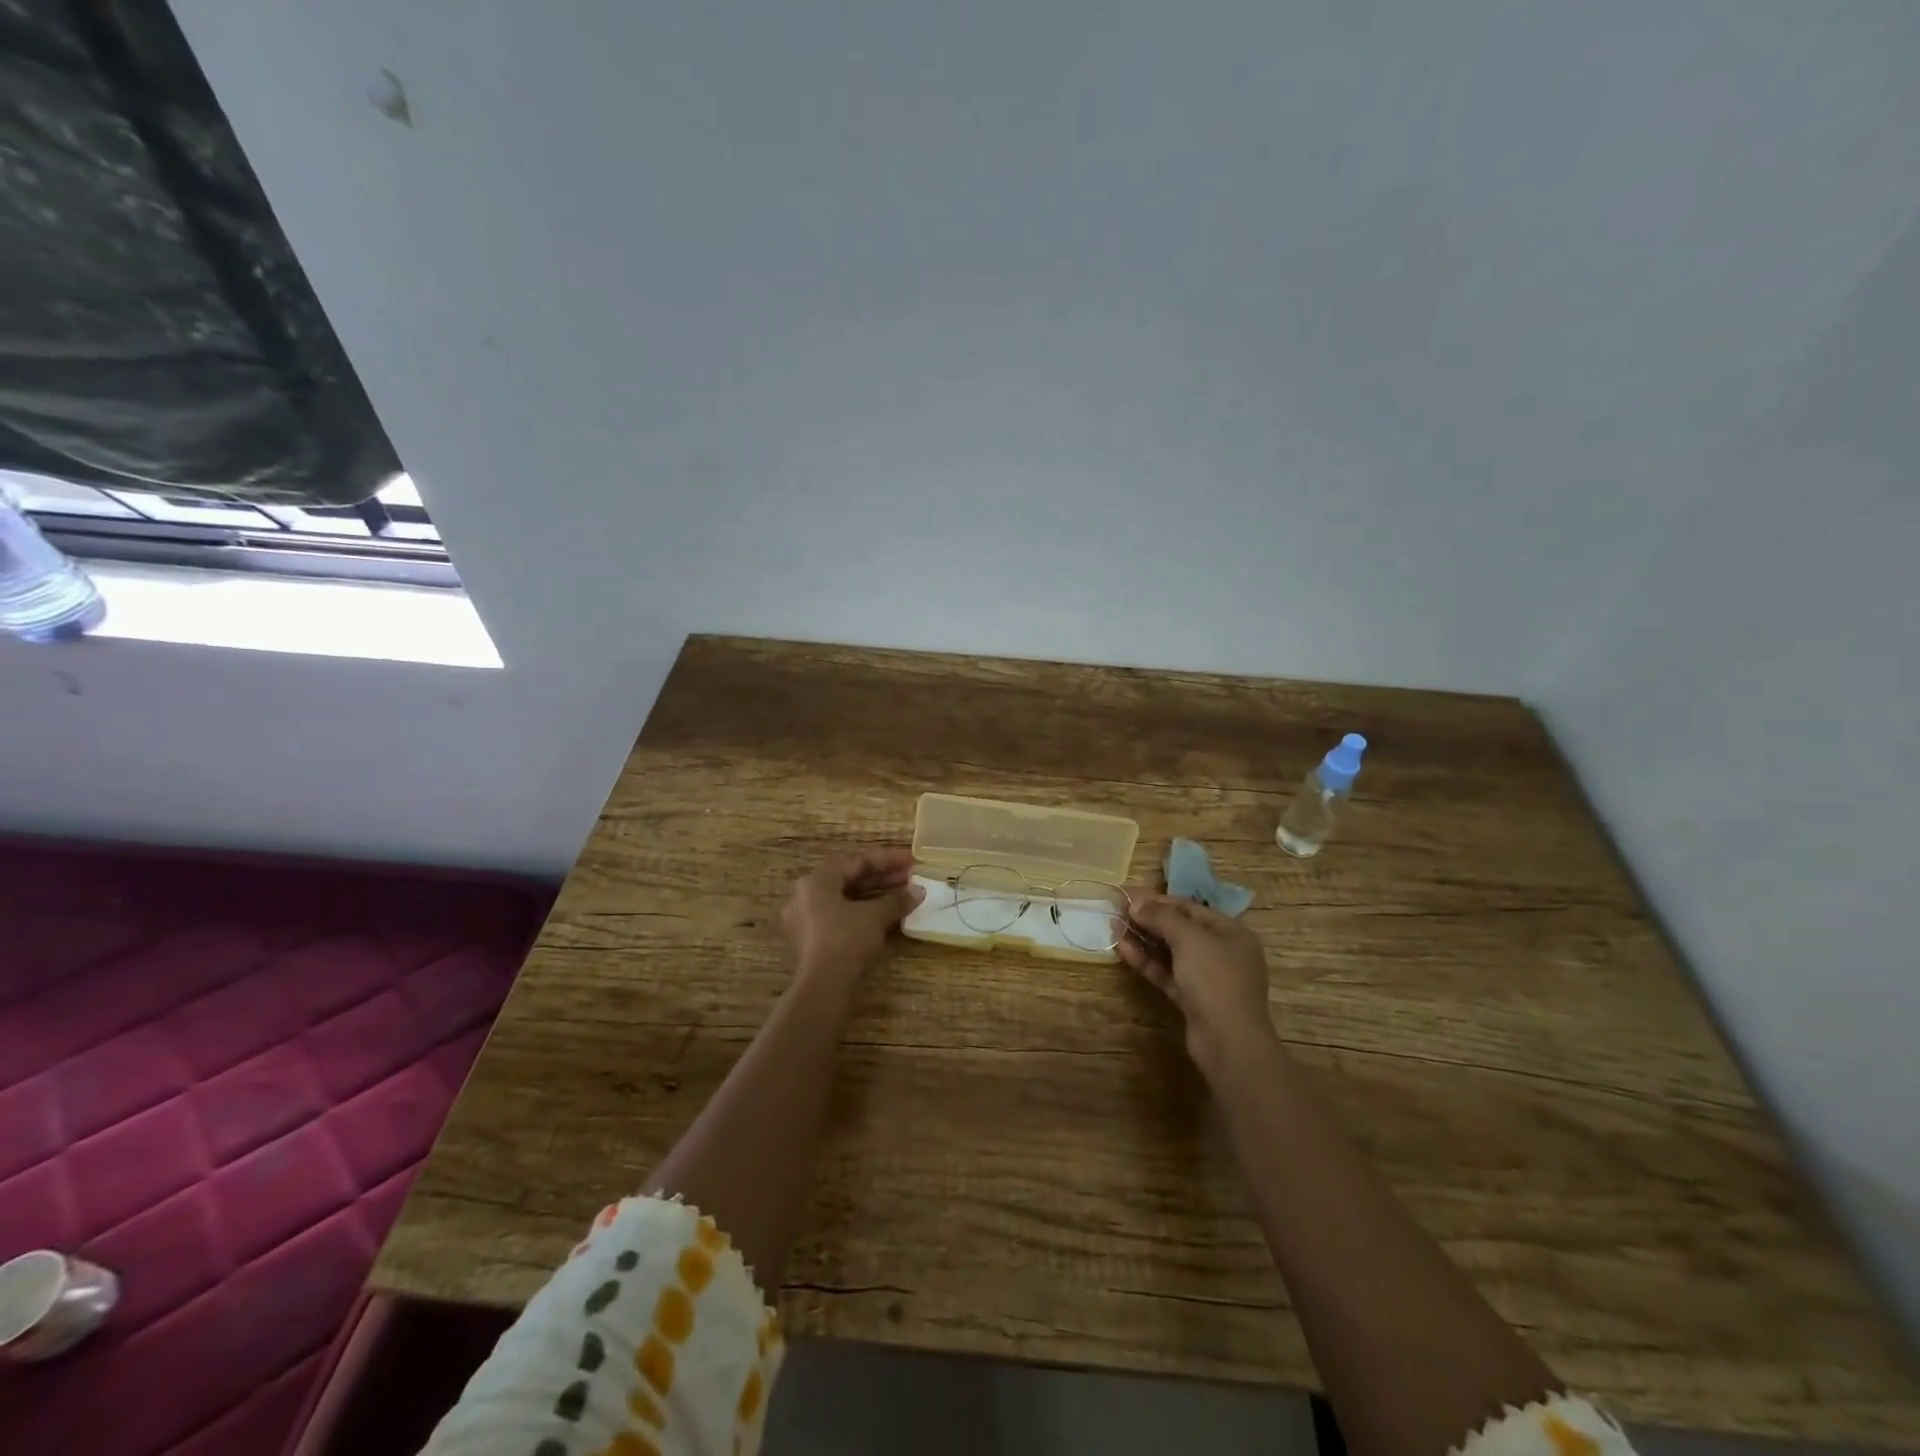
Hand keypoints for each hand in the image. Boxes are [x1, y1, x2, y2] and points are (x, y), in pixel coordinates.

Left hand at [780, 848, 924, 980]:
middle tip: (910, 878)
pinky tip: (884, 917)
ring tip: (902, 896)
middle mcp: (805, 895)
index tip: (912, 860)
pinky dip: (862, 913)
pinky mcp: (810, 941)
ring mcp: (804, 920)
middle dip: (882, 878)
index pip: (857, 861)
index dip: (888, 859)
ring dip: (874, 896)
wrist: (823, 987)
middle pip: (849, 879)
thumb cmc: (846, 940)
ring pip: (844, 899)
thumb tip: (919, 891)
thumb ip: (897, 899)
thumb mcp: (875, 916)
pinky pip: (839, 917)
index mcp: (816, 881)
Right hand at [1119, 894, 1277, 1065]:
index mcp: (1231, 932)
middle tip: (1118, 911)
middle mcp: (1222, 952)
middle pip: (1181, 929)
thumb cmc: (1215, 979)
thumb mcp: (1189, 939)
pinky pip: (1168, 973)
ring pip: (1172, 953)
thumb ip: (1162, 917)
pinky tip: (1124, 951)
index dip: (1159, 900)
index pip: (1191, 908)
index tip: (1130, 895)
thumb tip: (1136, 903)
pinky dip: (1148, 962)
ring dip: (1144, 940)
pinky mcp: (1193, 999)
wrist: (1228, 1041)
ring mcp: (1208, 978)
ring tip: (1115, 929)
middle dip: (1149, 920)